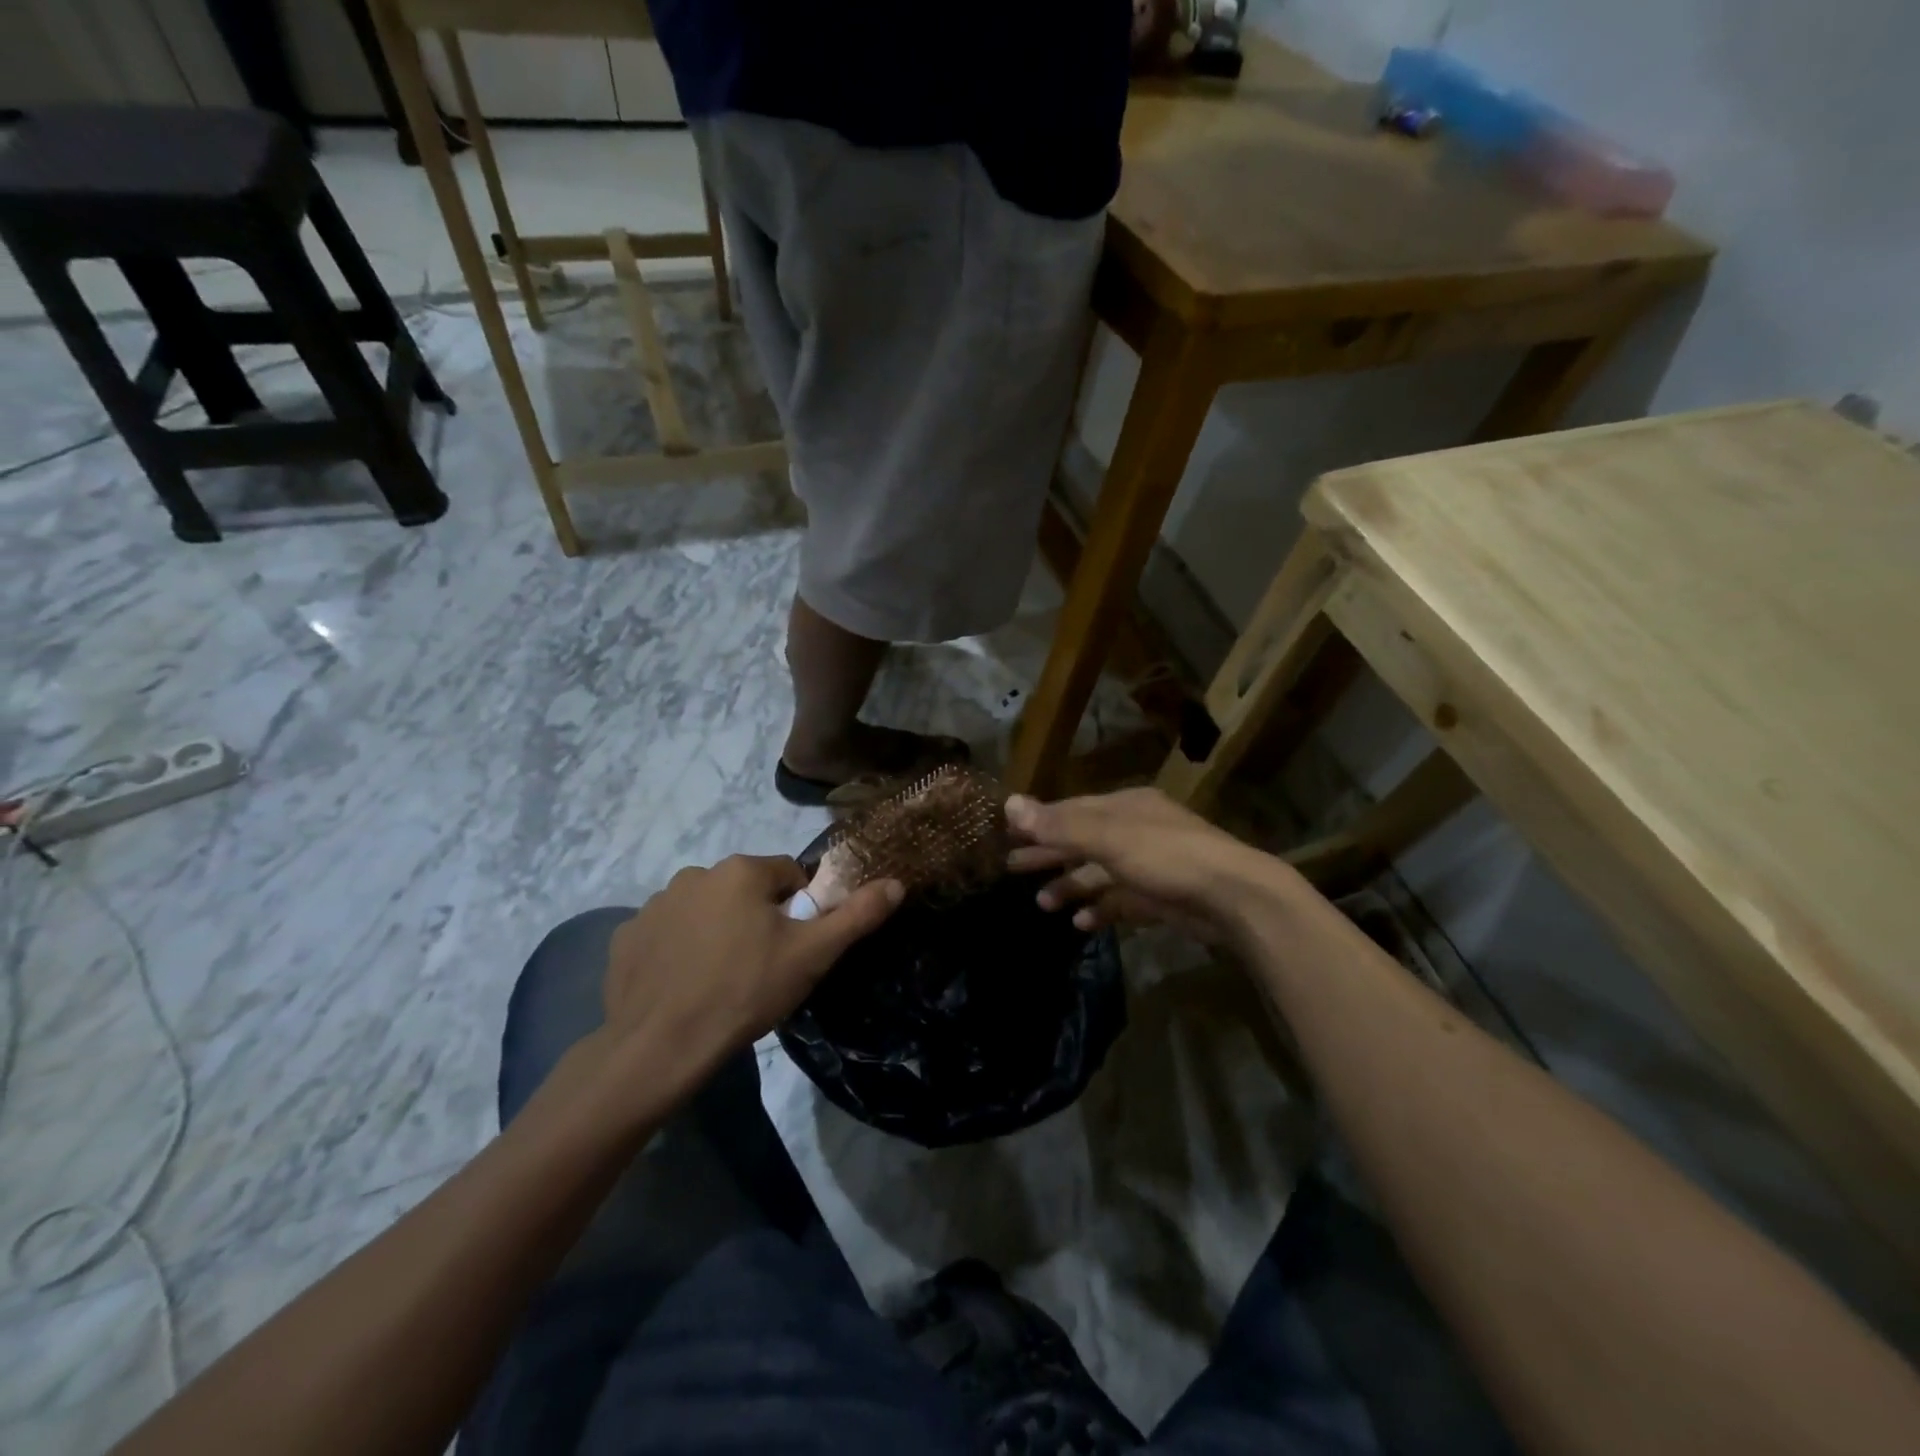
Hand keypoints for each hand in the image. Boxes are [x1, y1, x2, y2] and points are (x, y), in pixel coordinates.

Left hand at [597, 855, 901, 1100]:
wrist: (660, 1047)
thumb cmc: (745, 991)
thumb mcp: (812, 955)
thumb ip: (857, 915)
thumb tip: (896, 883)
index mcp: (741, 870)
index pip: (788, 875)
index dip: (799, 911)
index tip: (794, 947)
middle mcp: (695, 874)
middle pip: (745, 890)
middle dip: (757, 918)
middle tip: (762, 966)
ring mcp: (654, 904)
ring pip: (705, 909)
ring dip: (717, 930)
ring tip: (721, 980)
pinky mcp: (626, 936)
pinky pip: (667, 933)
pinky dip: (678, 950)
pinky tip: (684, 985)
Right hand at [1005, 788, 1285, 940]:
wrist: (1235, 898)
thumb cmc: (1168, 857)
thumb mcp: (1110, 837)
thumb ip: (1060, 825)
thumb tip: (1009, 804)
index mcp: (1125, 807)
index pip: (1072, 811)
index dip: (1039, 822)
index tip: (1007, 835)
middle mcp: (1135, 831)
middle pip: (1082, 840)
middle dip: (1048, 854)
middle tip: (1011, 868)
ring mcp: (1149, 866)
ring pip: (1099, 873)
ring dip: (1070, 885)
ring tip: (1042, 903)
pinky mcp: (1160, 898)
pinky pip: (1120, 901)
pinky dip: (1099, 909)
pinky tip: (1079, 923)